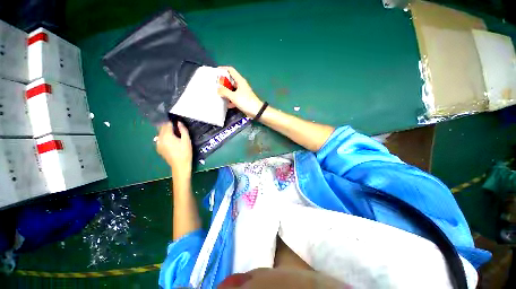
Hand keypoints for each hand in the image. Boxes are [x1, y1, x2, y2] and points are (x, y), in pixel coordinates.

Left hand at [156, 121, 192, 177]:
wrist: (180, 165)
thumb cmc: (185, 152)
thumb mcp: (187, 140)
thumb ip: (183, 130)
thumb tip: (179, 122)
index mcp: (167, 135)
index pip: (167, 124)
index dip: (172, 122)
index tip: (178, 123)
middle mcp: (160, 138)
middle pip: (162, 128)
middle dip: (169, 126)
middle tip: (178, 129)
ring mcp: (158, 144)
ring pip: (161, 133)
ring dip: (167, 132)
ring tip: (175, 135)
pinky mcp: (158, 148)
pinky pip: (160, 139)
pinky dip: (165, 137)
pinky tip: (172, 142)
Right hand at [218, 66, 263, 117]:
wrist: (256, 111)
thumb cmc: (246, 101)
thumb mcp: (234, 96)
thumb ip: (225, 92)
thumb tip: (218, 89)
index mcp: (240, 80)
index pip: (231, 70)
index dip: (223, 69)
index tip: (215, 72)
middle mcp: (241, 85)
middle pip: (230, 80)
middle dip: (223, 83)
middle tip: (214, 85)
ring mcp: (242, 93)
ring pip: (232, 90)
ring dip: (226, 92)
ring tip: (218, 95)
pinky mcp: (242, 100)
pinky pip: (234, 98)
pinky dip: (230, 100)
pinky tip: (226, 105)